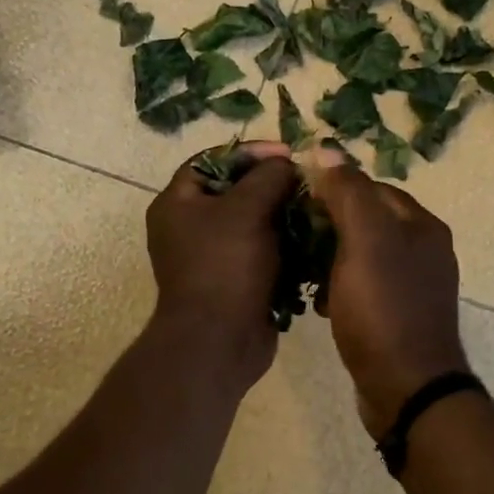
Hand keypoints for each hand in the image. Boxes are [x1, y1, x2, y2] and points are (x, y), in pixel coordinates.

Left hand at [146, 142, 299, 389]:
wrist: (220, 341)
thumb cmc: (225, 267)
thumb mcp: (246, 210)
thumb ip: (268, 177)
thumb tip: (286, 164)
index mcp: (177, 204)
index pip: (211, 160)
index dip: (249, 152)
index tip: (286, 153)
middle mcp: (190, 227)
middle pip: (235, 191)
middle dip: (273, 185)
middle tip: (307, 180)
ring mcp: (214, 257)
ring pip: (254, 223)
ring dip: (284, 215)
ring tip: (316, 207)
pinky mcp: (237, 281)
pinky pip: (263, 252)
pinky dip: (286, 244)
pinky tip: (313, 238)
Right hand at [309, 151, 469, 437]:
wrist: (406, 388)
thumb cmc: (383, 308)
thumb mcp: (364, 241)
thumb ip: (348, 192)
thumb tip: (328, 150)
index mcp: (421, 225)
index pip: (370, 187)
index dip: (331, 191)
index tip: (296, 206)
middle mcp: (424, 249)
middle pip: (366, 221)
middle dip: (328, 228)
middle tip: (295, 242)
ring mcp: (414, 286)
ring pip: (362, 256)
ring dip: (330, 260)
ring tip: (304, 274)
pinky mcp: (400, 316)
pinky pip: (365, 288)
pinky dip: (341, 289)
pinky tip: (322, 305)